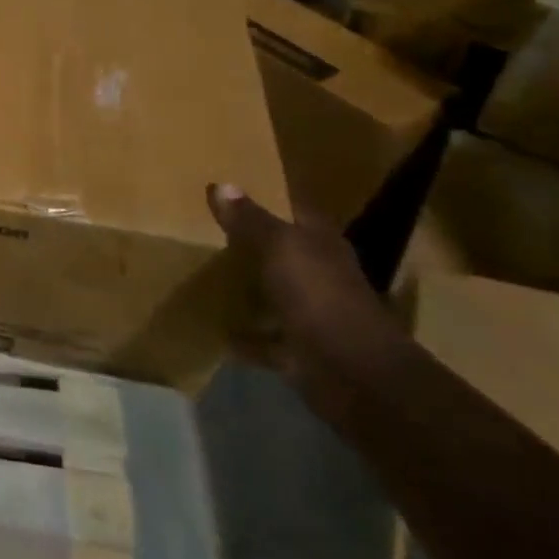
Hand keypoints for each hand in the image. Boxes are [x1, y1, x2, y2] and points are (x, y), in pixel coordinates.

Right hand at [205, 183, 397, 388]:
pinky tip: (215, 328)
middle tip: (207, 230)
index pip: (294, 212)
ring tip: (205, 276)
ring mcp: (312, 316)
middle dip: (252, 245)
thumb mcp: (279, 247)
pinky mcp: (299, 352)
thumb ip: (250, 219)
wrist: (354, 373)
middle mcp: (320, 276)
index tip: (229, 193)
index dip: (268, 200)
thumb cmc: (319, 296)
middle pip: (283, 254)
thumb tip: (221, 184)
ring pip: (274, 295)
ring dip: (249, 291)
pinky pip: (264, 340)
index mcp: (321, 245)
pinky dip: (244, 337)